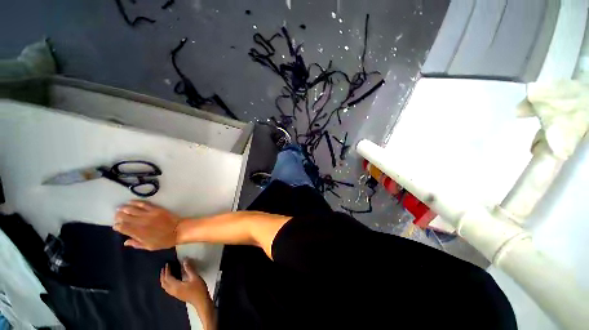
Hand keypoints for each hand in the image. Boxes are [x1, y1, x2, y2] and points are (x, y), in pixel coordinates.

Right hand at [113, 200, 180, 249]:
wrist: (179, 230)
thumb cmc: (164, 240)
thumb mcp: (149, 247)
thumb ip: (136, 244)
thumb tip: (125, 242)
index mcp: (138, 233)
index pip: (123, 227)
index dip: (117, 226)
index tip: (116, 225)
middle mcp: (141, 222)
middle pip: (125, 217)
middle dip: (119, 215)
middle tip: (116, 215)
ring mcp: (149, 214)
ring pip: (133, 209)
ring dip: (124, 208)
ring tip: (120, 208)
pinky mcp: (156, 209)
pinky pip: (144, 204)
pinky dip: (136, 202)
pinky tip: (131, 202)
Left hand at [161, 260, 210, 306]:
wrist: (201, 301)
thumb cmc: (198, 288)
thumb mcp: (195, 277)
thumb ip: (189, 269)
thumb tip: (185, 261)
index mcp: (176, 286)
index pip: (168, 278)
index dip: (167, 271)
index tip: (167, 264)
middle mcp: (173, 291)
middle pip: (164, 283)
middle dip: (163, 276)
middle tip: (164, 268)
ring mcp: (174, 294)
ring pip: (165, 287)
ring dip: (164, 280)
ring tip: (165, 274)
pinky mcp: (177, 295)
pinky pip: (168, 289)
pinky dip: (166, 283)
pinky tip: (170, 281)